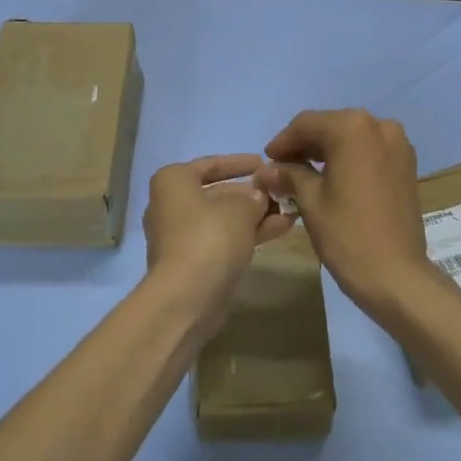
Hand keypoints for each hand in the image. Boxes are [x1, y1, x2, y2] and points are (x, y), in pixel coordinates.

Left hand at [143, 154, 295, 332]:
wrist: (186, 297)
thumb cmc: (209, 237)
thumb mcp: (240, 208)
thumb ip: (254, 197)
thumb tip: (258, 196)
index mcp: (173, 182)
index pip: (211, 164)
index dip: (240, 163)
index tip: (264, 163)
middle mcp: (170, 205)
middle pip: (217, 193)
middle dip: (251, 194)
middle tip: (281, 191)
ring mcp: (179, 236)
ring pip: (223, 219)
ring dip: (255, 216)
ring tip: (290, 211)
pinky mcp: (191, 262)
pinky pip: (222, 240)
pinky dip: (247, 234)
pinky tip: (279, 230)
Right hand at [255, 109, 436, 319]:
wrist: (396, 275)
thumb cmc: (347, 234)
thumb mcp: (310, 200)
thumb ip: (288, 175)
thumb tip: (265, 170)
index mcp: (352, 128)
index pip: (306, 124)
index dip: (283, 141)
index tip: (267, 161)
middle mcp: (379, 125)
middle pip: (330, 126)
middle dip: (304, 146)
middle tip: (281, 168)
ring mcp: (398, 144)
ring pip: (351, 138)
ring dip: (326, 152)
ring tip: (303, 175)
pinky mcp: (406, 164)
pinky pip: (369, 151)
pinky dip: (348, 159)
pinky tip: (332, 178)